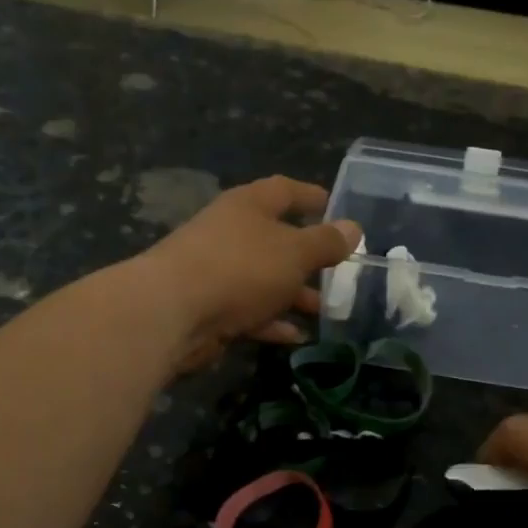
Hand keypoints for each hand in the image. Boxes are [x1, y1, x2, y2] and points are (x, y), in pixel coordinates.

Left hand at [136, 176, 361, 373]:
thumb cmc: (240, 268)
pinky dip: (273, 322)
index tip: (337, 207)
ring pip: (266, 279)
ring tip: (327, 310)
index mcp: (249, 206)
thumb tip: (354, 228)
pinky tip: (297, 337)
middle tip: (341, 271)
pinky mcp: (211, 308)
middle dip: (309, 257)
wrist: (173, 312)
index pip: (285, 191)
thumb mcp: (294, 252)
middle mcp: (231, 233)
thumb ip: (326, 242)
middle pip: (277, 239)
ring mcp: (218, 271)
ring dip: (295, 294)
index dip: (312, 197)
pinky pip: (251, 311)